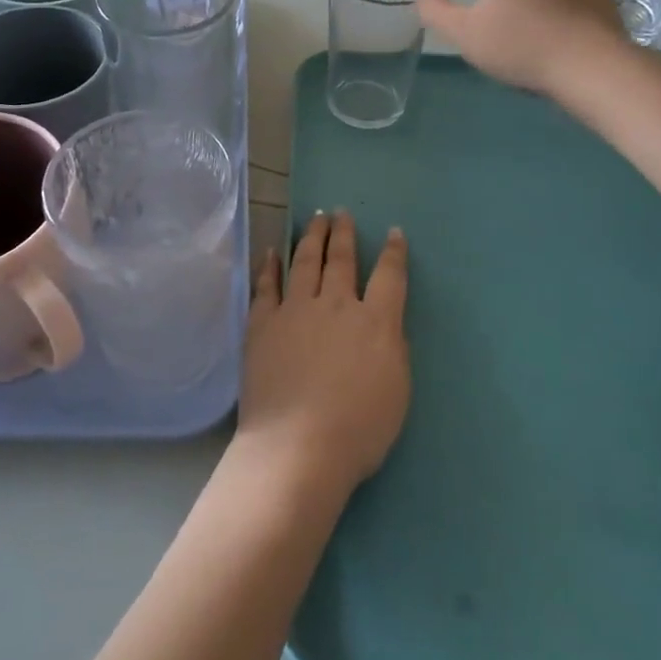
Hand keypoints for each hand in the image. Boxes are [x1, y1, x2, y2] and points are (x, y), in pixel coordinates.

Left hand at [238, 211, 408, 497]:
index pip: (390, 276)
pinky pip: (266, 286)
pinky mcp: (262, 323)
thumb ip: (393, 348)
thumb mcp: (397, 390)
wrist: (298, 446)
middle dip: (343, 233)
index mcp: (375, 322)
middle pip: (341, 259)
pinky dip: (269, 266)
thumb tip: (385, 323)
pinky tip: (270, 251)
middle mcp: (336, 305)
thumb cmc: (358, 429)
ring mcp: (295, 310)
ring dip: (311, 238)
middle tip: (341, 213)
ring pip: (305, 262)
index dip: (395, 252)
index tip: (394, 232)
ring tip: (314, 219)